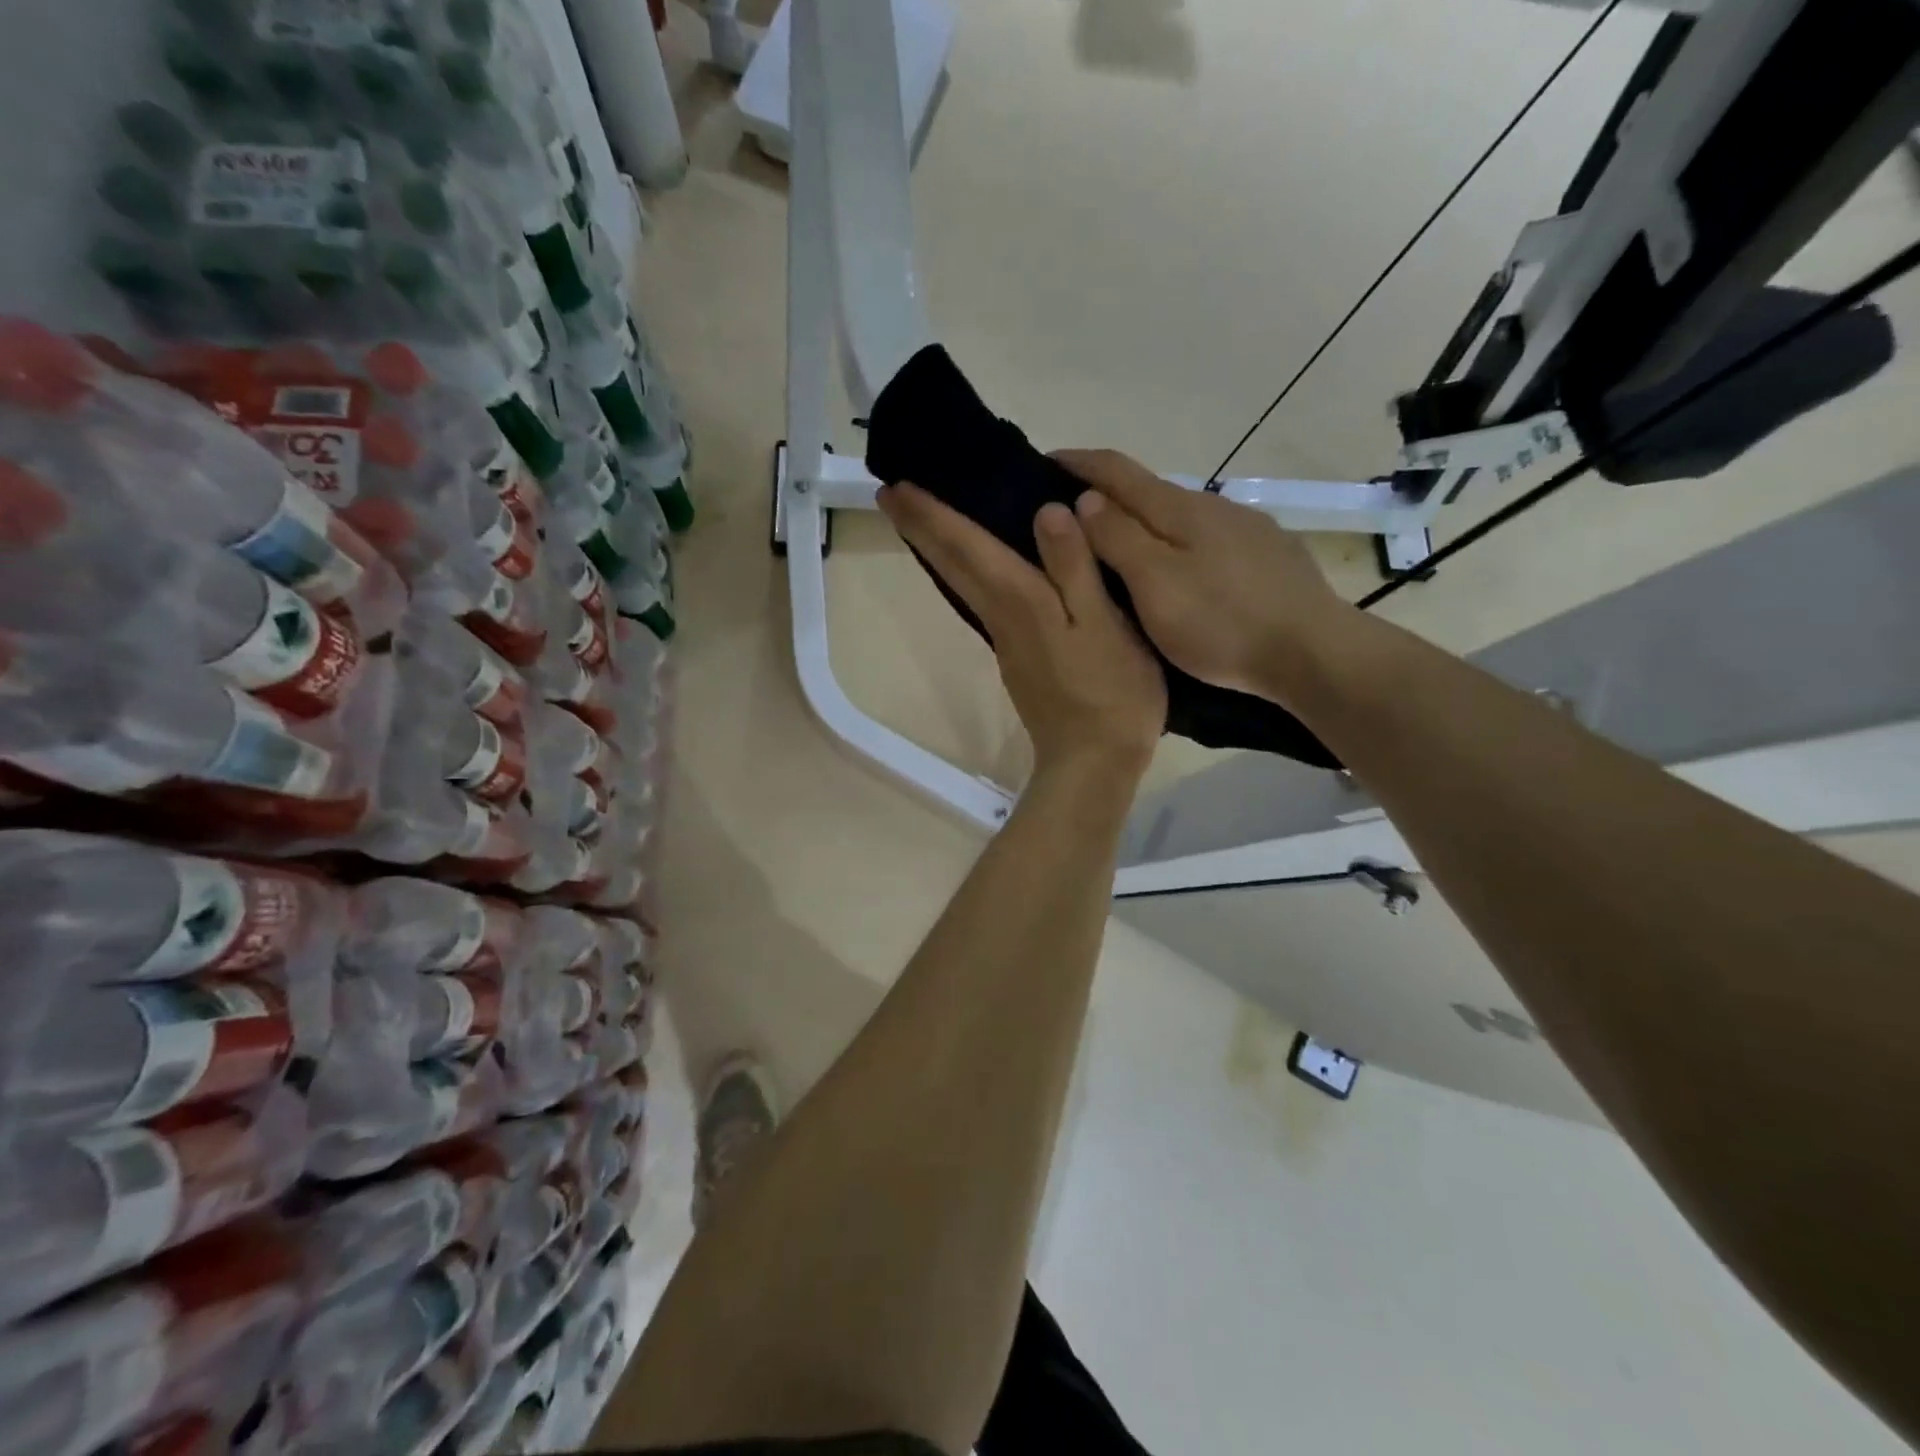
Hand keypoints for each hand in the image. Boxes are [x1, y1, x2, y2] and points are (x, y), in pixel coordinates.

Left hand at [878, 482, 1165, 782]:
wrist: (1093, 761)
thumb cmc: (1111, 693)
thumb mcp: (1104, 625)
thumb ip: (1075, 568)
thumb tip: (1045, 512)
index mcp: (1022, 601)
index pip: (967, 546)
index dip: (931, 514)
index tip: (895, 486)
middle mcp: (1002, 616)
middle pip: (952, 564)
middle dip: (920, 528)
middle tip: (889, 494)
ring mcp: (1007, 640)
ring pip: (961, 583)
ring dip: (936, 550)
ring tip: (920, 520)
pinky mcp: (1017, 658)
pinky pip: (980, 600)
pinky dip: (963, 573)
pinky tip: (971, 567)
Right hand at [1055, 449, 1356, 704]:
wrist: (1312, 651)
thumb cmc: (1222, 623)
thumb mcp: (1155, 584)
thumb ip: (1118, 538)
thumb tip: (1086, 499)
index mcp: (1178, 509)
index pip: (1116, 469)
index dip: (1076, 462)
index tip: (1042, 462)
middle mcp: (1211, 505)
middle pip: (1148, 490)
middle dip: (1105, 494)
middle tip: (1069, 517)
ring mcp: (1243, 529)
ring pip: (1178, 517)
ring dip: (1142, 522)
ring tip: (1117, 549)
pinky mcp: (1265, 554)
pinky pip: (1205, 539)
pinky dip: (1176, 544)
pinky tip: (1178, 570)